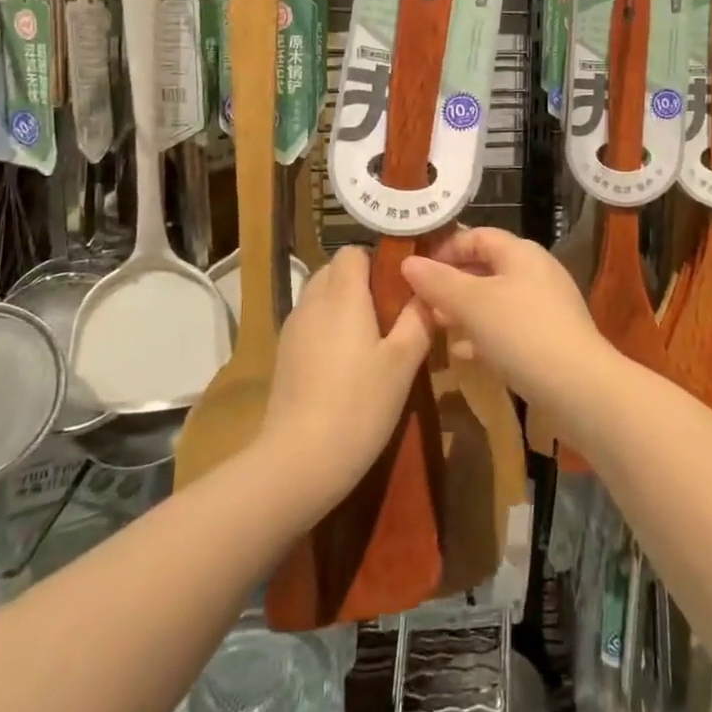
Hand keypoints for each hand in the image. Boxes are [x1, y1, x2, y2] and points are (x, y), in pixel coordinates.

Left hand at [259, 246, 432, 512]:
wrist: (300, 459)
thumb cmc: (360, 404)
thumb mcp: (403, 361)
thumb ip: (418, 318)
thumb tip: (427, 290)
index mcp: (342, 295)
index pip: (352, 251)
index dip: (378, 260)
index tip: (403, 283)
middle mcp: (312, 302)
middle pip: (334, 271)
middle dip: (363, 282)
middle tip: (394, 312)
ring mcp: (293, 330)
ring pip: (321, 297)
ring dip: (345, 306)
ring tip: (374, 339)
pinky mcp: (284, 356)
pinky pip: (311, 323)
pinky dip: (329, 328)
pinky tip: (348, 364)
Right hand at [401, 227, 614, 405]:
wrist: (579, 388)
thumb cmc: (522, 333)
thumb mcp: (472, 304)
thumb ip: (439, 282)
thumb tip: (409, 263)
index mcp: (521, 253)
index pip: (478, 236)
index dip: (446, 248)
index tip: (417, 270)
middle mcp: (536, 272)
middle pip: (486, 268)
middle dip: (452, 283)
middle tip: (422, 302)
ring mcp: (546, 307)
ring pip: (495, 300)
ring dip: (465, 311)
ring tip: (437, 327)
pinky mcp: (549, 339)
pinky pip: (509, 328)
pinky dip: (484, 335)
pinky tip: (464, 354)